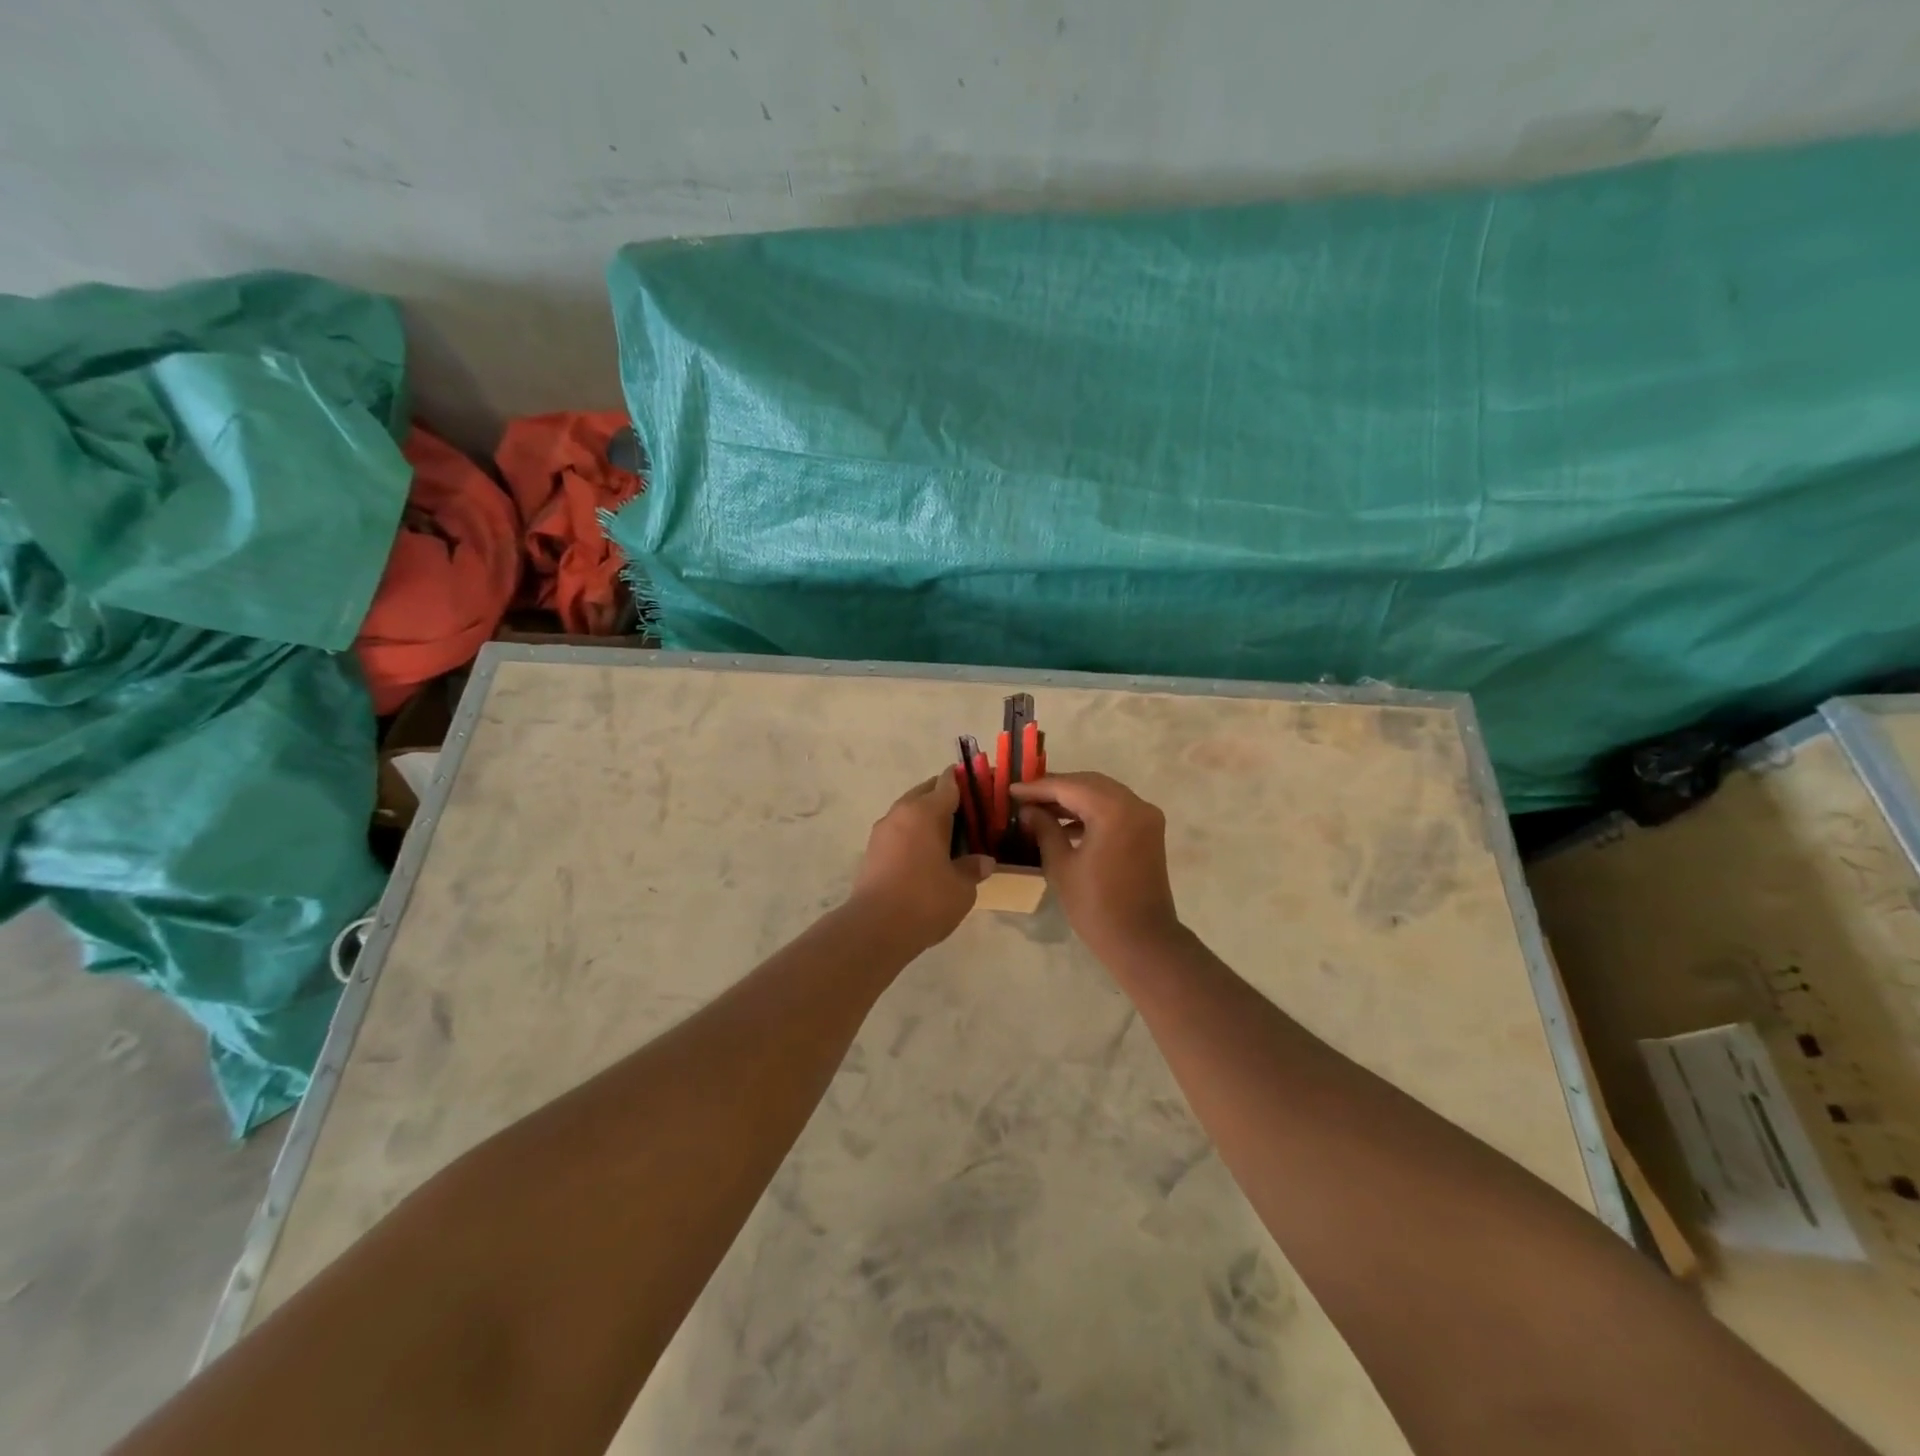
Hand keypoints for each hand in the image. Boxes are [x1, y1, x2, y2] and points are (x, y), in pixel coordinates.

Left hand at [850, 772, 994, 949]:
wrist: (875, 928)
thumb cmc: (925, 900)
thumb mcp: (962, 888)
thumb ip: (973, 869)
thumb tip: (984, 861)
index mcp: (925, 812)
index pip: (949, 783)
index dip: (967, 781)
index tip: (982, 787)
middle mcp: (901, 812)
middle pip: (926, 792)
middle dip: (946, 798)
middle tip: (970, 815)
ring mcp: (882, 831)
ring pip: (909, 812)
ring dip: (927, 817)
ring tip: (950, 836)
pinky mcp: (872, 850)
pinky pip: (899, 831)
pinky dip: (914, 834)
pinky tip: (928, 855)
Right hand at [1011, 772, 1183, 962]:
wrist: (1142, 941)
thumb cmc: (1096, 906)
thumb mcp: (1061, 866)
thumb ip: (1044, 829)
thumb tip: (1028, 810)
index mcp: (1113, 810)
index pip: (1069, 786)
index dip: (1037, 788)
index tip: (1011, 790)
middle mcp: (1135, 804)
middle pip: (1088, 783)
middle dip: (1056, 788)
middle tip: (1024, 797)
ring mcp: (1146, 817)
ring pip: (1103, 793)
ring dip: (1073, 798)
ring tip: (1040, 809)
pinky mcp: (1148, 831)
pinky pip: (1115, 808)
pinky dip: (1091, 811)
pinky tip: (1066, 824)